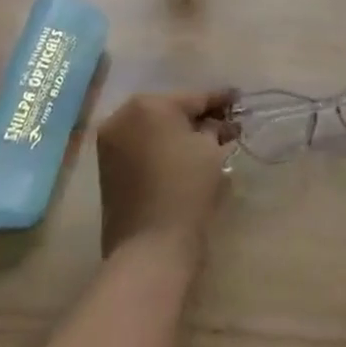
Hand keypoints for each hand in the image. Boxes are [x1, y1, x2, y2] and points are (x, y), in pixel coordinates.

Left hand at [96, 89, 236, 260]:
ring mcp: (110, 142)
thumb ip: (215, 129)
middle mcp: (122, 116)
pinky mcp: (106, 168)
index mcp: (148, 104)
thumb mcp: (210, 151)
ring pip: (153, 128)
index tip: (238, 98)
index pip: (193, 97)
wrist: (149, 248)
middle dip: (197, 116)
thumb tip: (218, 124)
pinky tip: (182, 156)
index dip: (220, 100)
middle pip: (170, 110)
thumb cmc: (186, 190)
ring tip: (207, 141)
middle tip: (225, 124)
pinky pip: (140, 146)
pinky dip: (160, 147)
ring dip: (177, 132)